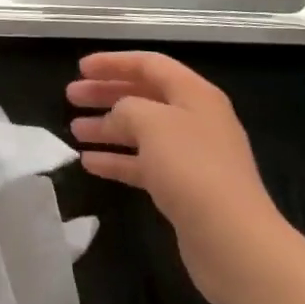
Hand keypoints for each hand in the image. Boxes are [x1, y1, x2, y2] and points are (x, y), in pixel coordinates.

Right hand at [68, 51, 293, 303]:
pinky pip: (144, 164)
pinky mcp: (184, 190)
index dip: (114, 63)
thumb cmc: (191, 167)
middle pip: (143, 97)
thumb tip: (117, 116)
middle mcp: (195, 120)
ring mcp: (191, 157)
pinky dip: (117, 160)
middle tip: (72, 96)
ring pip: (141, 132)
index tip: (81, 68)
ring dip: (107, 128)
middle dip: (106, 94)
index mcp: (194, 94)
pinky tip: (89, 163)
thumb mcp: (150, 121)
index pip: (149, 64)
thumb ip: (126, 107)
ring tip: (73, 130)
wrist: (232, 240)